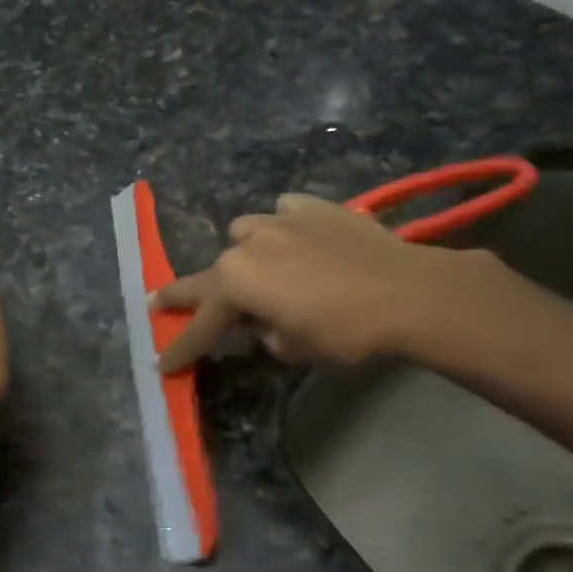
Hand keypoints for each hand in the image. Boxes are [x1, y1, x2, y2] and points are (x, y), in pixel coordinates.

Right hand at [154, 193, 516, 372]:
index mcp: (237, 283)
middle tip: (170, 305)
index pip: (200, 323)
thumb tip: (269, 321)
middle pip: (212, 273)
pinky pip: (286, 213)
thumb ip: (268, 334)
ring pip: (245, 232)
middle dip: (194, 294)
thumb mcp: (296, 350)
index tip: (162, 365)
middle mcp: (248, 245)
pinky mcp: (315, 206)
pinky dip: (286, 228)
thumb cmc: (346, 333)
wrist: (409, 293)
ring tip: (262, 268)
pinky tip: (300, 239)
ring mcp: (281, 219)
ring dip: (245, 253)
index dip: (182, 347)